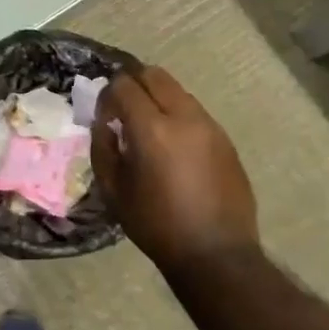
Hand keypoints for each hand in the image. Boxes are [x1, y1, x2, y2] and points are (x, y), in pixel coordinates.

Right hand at [93, 67, 259, 271]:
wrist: (216, 254)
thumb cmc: (156, 225)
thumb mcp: (113, 189)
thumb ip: (103, 146)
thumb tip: (105, 122)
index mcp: (152, 128)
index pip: (124, 84)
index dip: (107, 95)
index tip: (104, 117)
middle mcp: (184, 117)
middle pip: (154, 75)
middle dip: (133, 84)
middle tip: (124, 111)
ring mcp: (210, 125)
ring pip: (178, 90)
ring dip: (158, 99)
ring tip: (149, 129)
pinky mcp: (225, 139)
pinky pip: (195, 112)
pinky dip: (178, 116)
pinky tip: (173, 147)